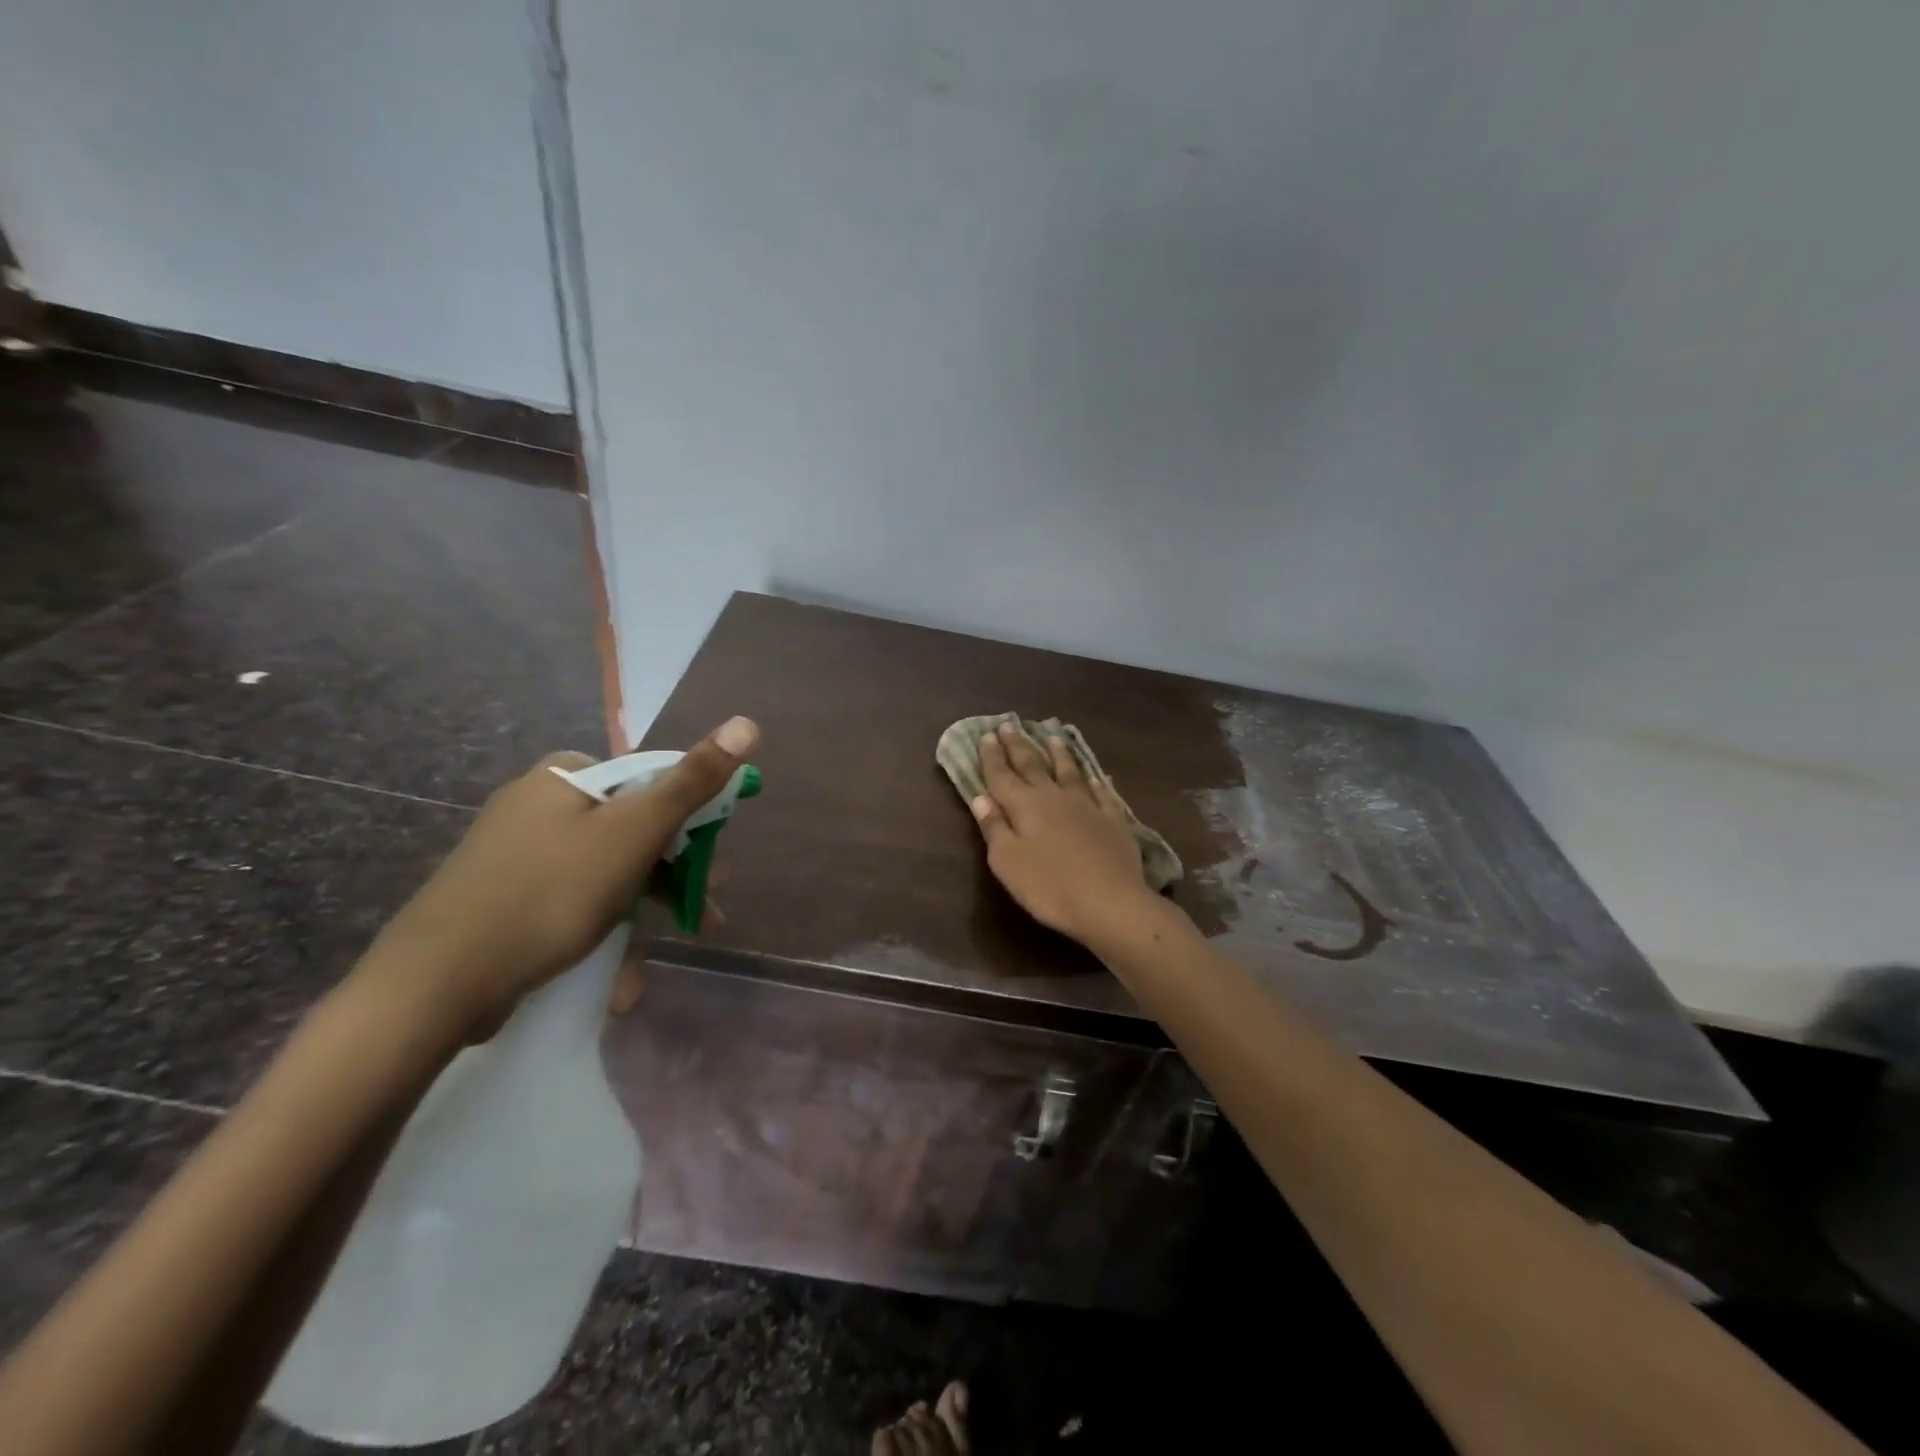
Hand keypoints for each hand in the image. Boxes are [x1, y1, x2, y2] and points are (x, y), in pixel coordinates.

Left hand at [372, 716, 759, 1032]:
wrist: (433, 985)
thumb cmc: (550, 894)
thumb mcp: (634, 833)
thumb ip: (692, 782)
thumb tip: (747, 722)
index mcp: (565, 776)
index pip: (651, 783)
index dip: (690, 826)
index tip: (709, 870)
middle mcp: (538, 804)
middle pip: (631, 831)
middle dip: (668, 879)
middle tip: (698, 917)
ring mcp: (515, 853)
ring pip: (604, 874)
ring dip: (637, 918)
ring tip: (647, 968)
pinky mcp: (501, 899)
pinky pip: (569, 903)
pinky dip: (598, 933)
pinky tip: (614, 979)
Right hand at [970, 720, 1159, 945]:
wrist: (1110, 902)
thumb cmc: (1049, 886)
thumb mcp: (1007, 862)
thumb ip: (993, 827)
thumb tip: (980, 797)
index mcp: (1025, 806)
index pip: (1001, 776)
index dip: (992, 756)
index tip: (986, 734)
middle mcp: (1055, 797)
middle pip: (1033, 765)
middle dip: (1018, 745)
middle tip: (1009, 724)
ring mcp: (1088, 806)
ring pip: (1069, 771)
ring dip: (1058, 753)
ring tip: (1052, 735)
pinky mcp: (1113, 820)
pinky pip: (1102, 792)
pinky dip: (1096, 780)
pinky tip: (1095, 774)